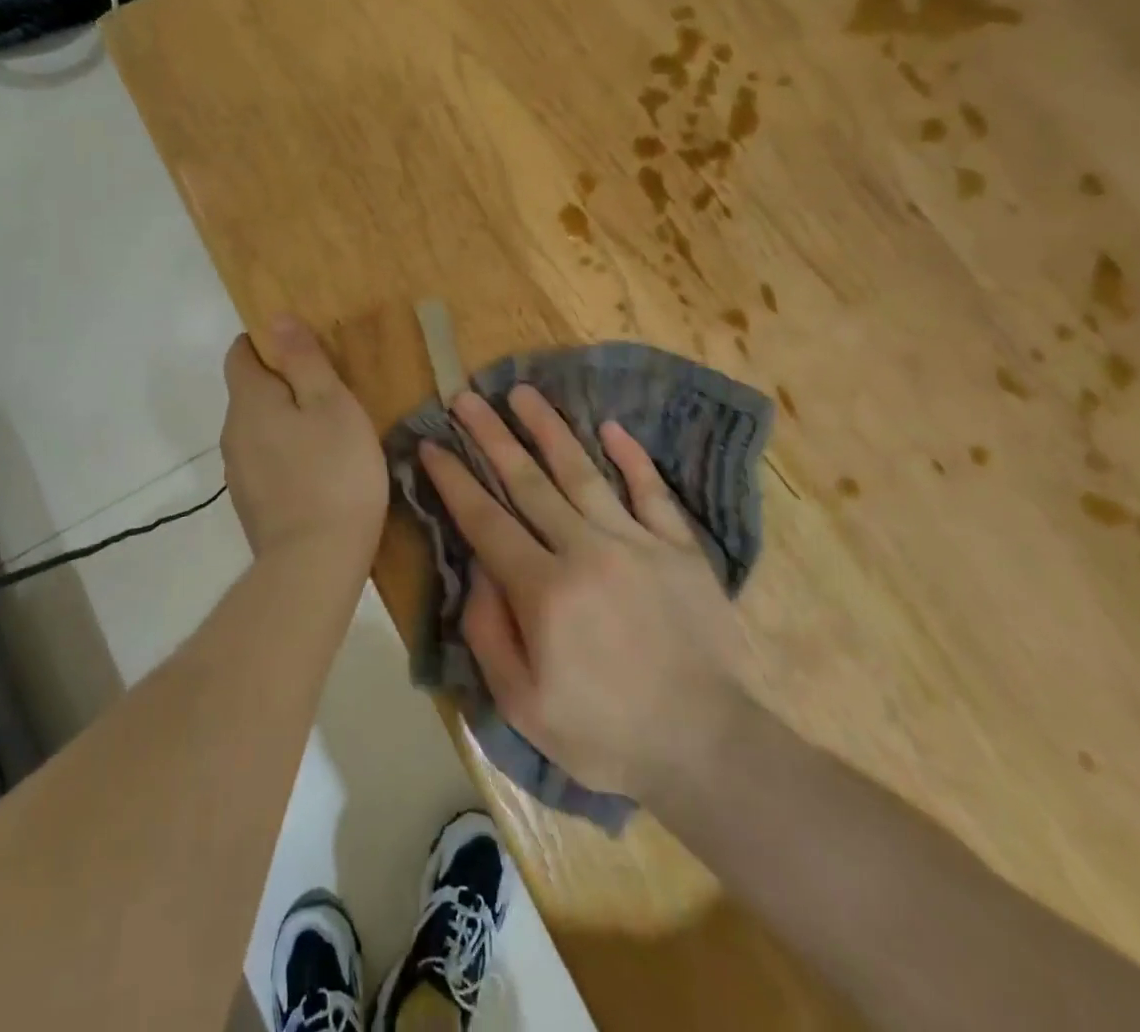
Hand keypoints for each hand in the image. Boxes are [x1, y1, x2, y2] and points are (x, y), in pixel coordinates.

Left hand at [222, 316, 387, 570]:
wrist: (315, 563)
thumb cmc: (334, 473)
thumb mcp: (331, 405)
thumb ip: (303, 360)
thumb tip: (275, 319)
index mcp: (249, 401)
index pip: (240, 352)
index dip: (269, 343)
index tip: (306, 351)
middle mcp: (232, 432)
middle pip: (250, 390)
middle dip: (284, 383)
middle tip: (331, 391)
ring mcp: (239, 472)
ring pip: (259, 427)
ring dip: (287, 421)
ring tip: (331, 432)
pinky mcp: (251, 502)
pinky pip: (266, 460)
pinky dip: (287, 453)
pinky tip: (320, 470)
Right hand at [419, 385, 750, 801]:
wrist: (708, 747)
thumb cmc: (605, 733)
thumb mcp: (522, 704)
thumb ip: (488, 631)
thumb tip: (478, 568)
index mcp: (543, 589)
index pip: (485, 519)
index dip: (454, 479)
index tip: (432, 444)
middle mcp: (585, 550)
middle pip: (527, 481)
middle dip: (491, 435)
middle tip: (466, 397)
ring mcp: (637, 542)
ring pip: (583, 471)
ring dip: (549, 429)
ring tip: (523, 392)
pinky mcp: (679, 547)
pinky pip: (650, 491)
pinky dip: (631, 457)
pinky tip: (611, 427)